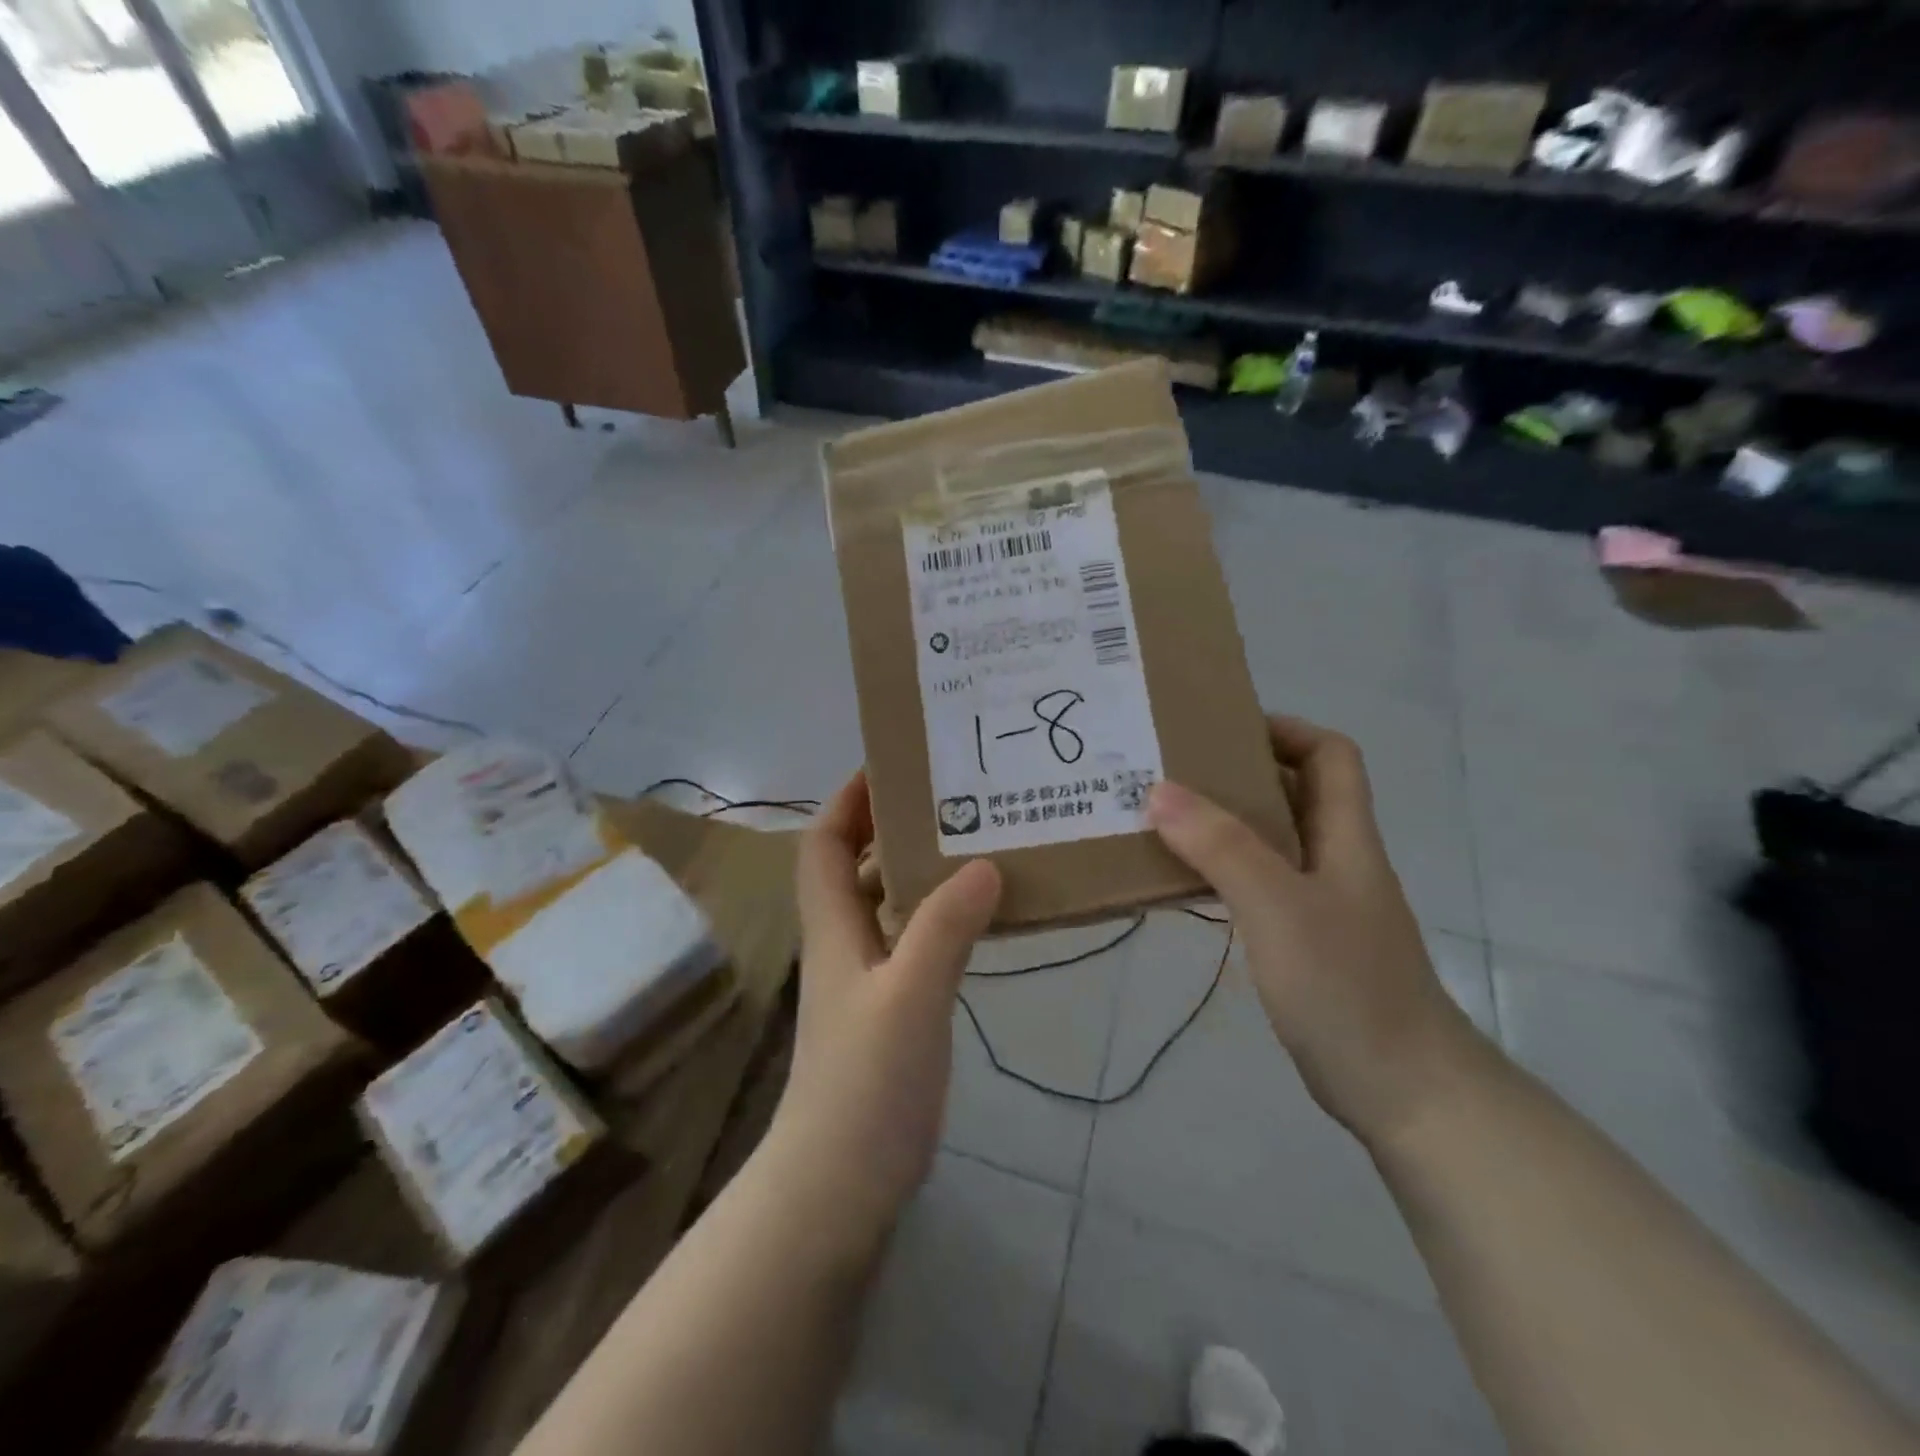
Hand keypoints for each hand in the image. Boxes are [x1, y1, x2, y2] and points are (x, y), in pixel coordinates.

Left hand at [775, 773, 1001, 1244]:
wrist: (837, 1188)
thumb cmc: (866, 1085)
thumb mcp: (910, 996)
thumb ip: (944, 927)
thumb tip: (984, 862)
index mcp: (834, 928)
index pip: (825, 843)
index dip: (849, 800)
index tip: (893, 765)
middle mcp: (844, 944)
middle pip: (857, 866)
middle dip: (894, 826)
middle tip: (955, 799)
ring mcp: (865, 981)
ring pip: (887, 905)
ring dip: (921, 872)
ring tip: (978, 845)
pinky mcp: (888, 1013)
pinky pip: (912, 943)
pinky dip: (939, 919)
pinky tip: (980, 919)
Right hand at [1148, 716, 1483, 1147]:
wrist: (1404, 1090)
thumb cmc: (1347, 986)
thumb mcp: (1279, 906)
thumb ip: (1222, 846)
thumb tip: (1159, 790)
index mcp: (1345, 837)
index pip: (1330, 755)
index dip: (1284, 730)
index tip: (1221, 730)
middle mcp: (1335, 860)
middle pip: (1293, 792)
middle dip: (1236, 773)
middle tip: (1170, 772)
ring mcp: (1321, 904)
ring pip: (1270, 841)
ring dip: (1222, 825)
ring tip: (1161, 819)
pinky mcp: (1304, 943)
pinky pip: (1258, 886)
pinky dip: (1222, 872)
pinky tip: (1183, 883)